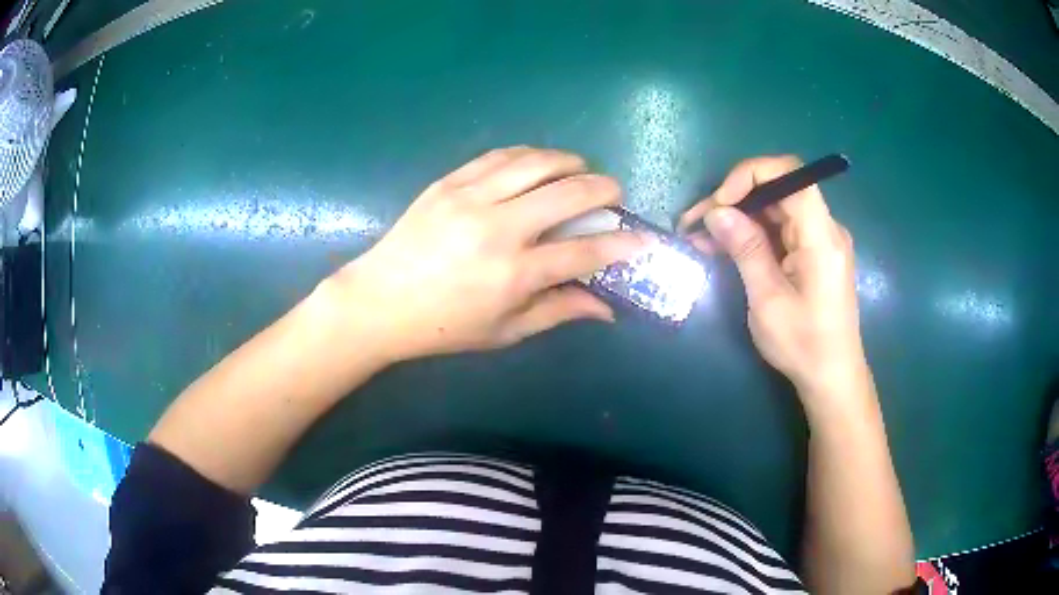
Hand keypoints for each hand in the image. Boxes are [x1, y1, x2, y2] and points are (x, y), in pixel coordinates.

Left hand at [326, 146, 646, 361]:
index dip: (621, 245)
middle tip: (612, 193)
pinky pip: (499, 156)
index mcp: (513, 275)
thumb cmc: (443, 326)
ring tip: (580, 170)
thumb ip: (558, 312)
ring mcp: (470, 199)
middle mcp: (498, 229)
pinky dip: (529, 155)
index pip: (584, 252)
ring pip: (536, 163)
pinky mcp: (449, 182)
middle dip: (604, 189)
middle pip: (569, 194)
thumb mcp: (504, 332)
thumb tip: (606, 307)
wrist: (379, 301)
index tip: (642, 238)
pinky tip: (539, 163)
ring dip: (569, 162)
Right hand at [679, 156, 865, 399]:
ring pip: (775, 209)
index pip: (790, 174)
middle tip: (694, 222)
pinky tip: (722, 247)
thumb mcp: (768, 299)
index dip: (749, 175)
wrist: (831, 377)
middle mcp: (825, 228)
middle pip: (778, 190)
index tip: (718, 204)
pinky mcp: (812, 253)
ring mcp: (820, 240)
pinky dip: (751, 235)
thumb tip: (716, 212)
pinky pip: (780, 230)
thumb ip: (745, 249)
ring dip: (738, 218)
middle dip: (734, 199)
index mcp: (821, 236)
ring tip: (699, 237)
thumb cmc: (803, 344)